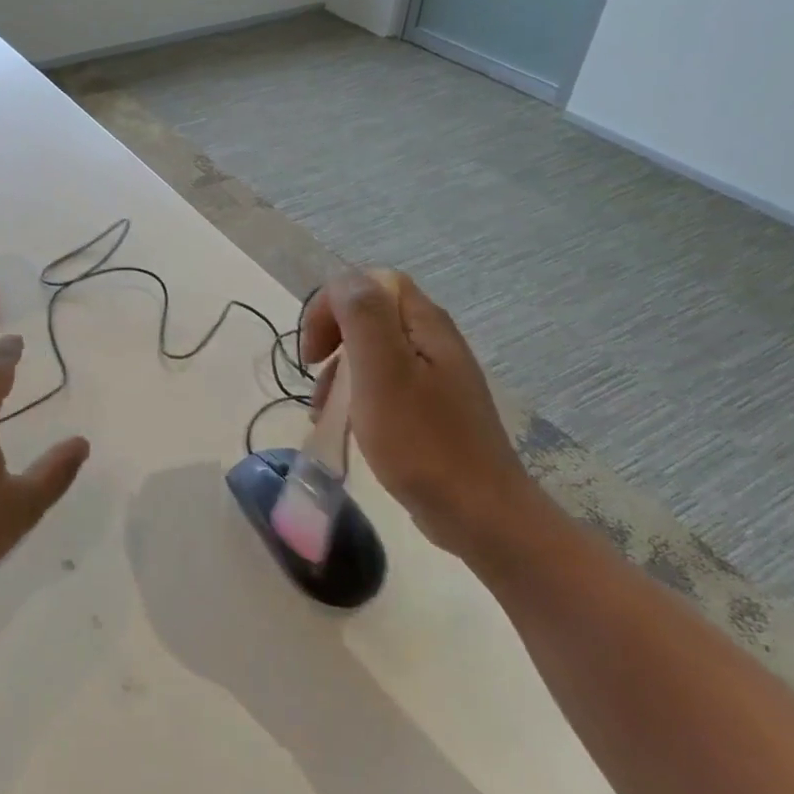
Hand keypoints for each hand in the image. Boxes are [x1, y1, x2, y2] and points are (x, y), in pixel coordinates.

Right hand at [301, 269, 531, 557]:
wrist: (480, 514)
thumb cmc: (422, 442)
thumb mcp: (382, 373)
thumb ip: (363, 317)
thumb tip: (344, 279)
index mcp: (424, 324)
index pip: (370, 283)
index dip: (332, 305)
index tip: (313, 351)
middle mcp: (433, 341)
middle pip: (370, 315)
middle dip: (332, 339)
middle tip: (313, 375)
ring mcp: (436, 376)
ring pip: (373, 352)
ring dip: (340, 373)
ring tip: (322, 412)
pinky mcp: (432, 408)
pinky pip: (385, 384)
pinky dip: (357, 397)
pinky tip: (344, 426)